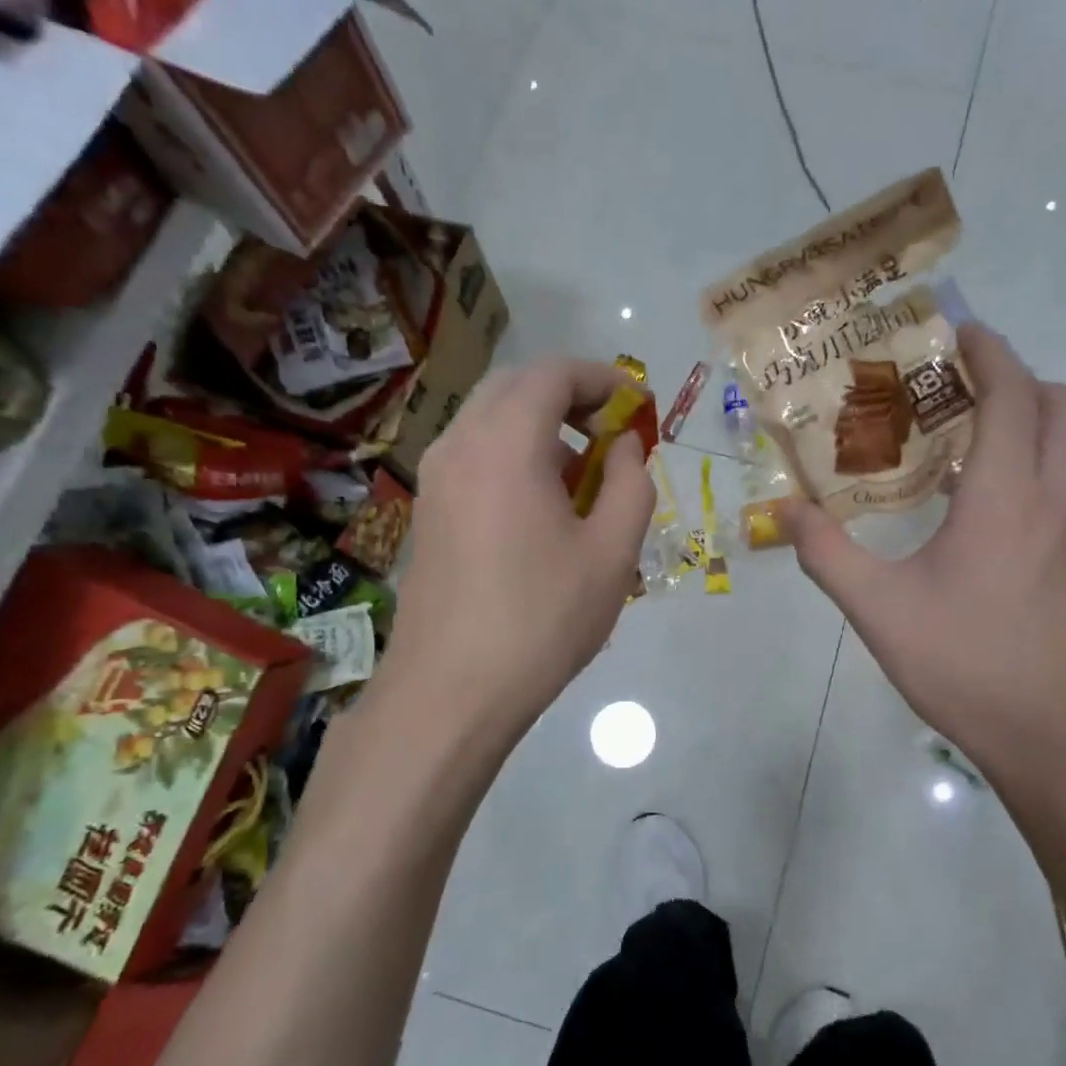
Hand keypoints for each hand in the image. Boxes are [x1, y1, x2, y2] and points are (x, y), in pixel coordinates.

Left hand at [378, 359, 653, 749]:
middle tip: (612, 432)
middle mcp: (459, 446)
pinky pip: (475, 456)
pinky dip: (515, 455)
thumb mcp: (613, 552)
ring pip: (491, 421)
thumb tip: (623, 446)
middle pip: (516, 387)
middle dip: (570, 396)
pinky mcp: (428, 511)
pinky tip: (543, 506)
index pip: (552, 374)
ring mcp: (435, 479)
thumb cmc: (543, 619)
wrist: (453, 692)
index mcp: (505, 445)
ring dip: (541, 427)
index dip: (602, 378)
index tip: (637, 405)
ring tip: (583, 474)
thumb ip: (630, 484)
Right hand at [782, 325, 1065, 798]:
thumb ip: (827, 555)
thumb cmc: (969, 668)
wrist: (1063, 742)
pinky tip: (998, 524)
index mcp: (1008, 496)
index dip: (990, 352)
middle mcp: (1061, 498)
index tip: (960, 333)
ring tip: (971, 457)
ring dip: (1035, 428)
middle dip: (1022, 380)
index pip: (1013, 393)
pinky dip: (1044, 474)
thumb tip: (783, 512)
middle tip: (964, 395)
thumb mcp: (880, 612)